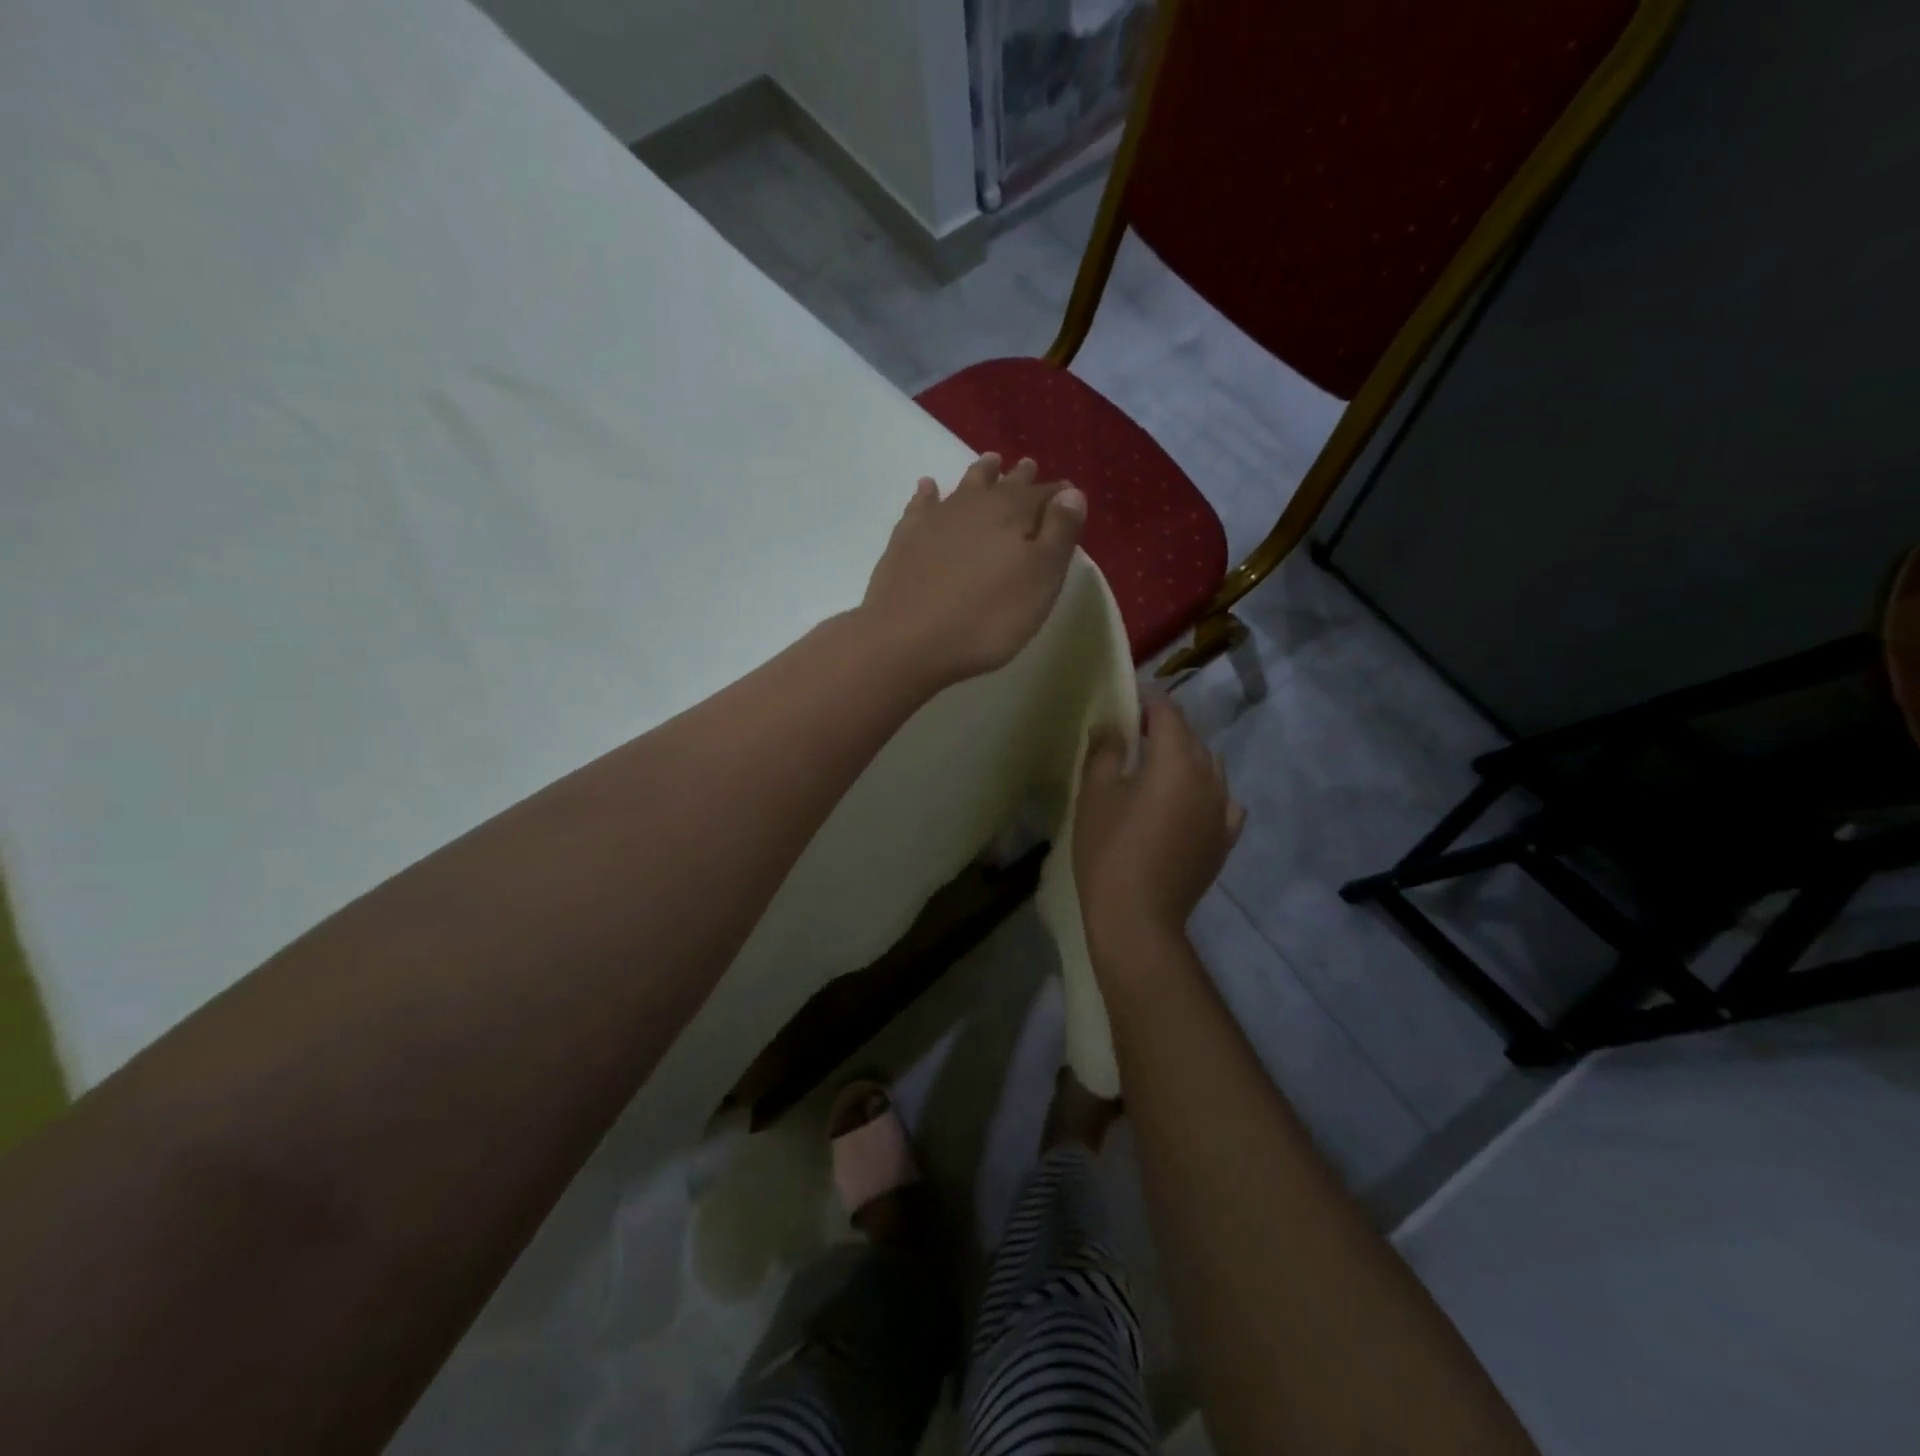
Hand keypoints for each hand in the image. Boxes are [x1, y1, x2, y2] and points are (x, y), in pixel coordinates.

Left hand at [860, 454, 1085, 689]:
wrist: (908, 640)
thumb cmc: (987, 618)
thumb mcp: (1039, 581)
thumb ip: (1059, 534)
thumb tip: (1072, 494)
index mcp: (1014, 515)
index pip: (1043, 496)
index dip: (1058, 495)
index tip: (1068, 492)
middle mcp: (976, 506)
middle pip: (1003, 485)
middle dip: (1019, 477)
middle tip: (1028, 466)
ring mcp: (936, 519)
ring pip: (965, 486)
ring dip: (980, 474)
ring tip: (990, 462)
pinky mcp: (906, 538)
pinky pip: (921, 504)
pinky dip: (928, 492)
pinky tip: (928, 487)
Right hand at [1074, 694, 1245, 959]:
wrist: (1137, 917)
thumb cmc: (1109, 850)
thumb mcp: (1095, 795)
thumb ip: (1105, 751)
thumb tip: (1111, 726)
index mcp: (1176, 762)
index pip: (1169, 713)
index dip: (1149, 699)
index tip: (1130, 697)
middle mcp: (1208, 779)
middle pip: (1192, 739)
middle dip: (1167, 728)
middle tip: (1136, 733)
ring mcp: (1222, 812)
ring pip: (1210, 768)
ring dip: (1188, 759)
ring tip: (1160, 768)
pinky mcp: (1224, 840)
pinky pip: (1224, 803)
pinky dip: (1208, 794)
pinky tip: (1191, 804)